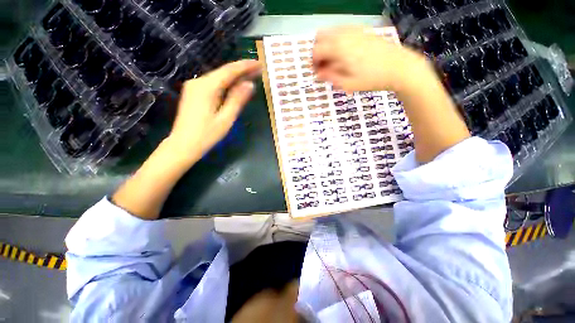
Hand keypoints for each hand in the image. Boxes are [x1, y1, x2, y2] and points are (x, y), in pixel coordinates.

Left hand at [167, 60, 261, 164]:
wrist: (183, 145)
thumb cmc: (207, 135)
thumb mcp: (226, 118)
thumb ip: (237, 99)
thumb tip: (250, 84)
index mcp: (207, 87)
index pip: (229, 71)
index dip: (245, 66)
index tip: (259, 63)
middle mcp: (198, 82)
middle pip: (223, 72)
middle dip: (241, 70)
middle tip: (258, 70)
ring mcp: (194, 87)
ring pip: (219, 77)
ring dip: (235, 76)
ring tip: (251, 75)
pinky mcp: (194, 93)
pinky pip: (214, 84)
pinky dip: (226, 83)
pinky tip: (235, 85)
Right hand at [313, 26, 430, 92]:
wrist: (399, 67)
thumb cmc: (372, 79)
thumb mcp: (348, 84)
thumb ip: (330, 77)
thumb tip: (318, 74)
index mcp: (339, 48)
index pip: (316, 50)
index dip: (313, 62)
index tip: (316, 73)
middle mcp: (344, 34)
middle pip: (320, 37)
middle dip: (318, 51)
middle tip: (323, 66)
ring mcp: (354, 30)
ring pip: (331, 32)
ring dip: (327, 45)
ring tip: (333, 61)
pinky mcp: (362, 30)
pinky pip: (343, 31)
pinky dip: (337, 40)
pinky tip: (344, 53)